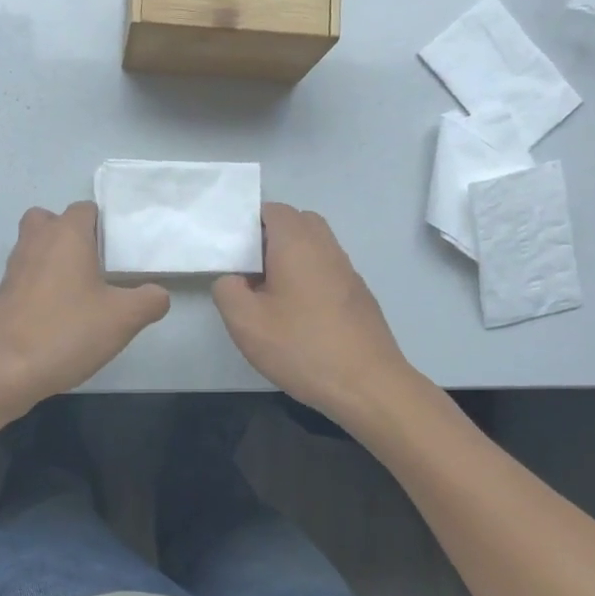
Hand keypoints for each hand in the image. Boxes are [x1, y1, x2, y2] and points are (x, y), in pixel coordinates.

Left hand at [0, 202, 170, 410]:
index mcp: (66, 235)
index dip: (103, 225)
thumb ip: (150, 300)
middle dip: (71, 235)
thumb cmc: (68, 332)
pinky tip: (58, 314)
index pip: (85, 209)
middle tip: (94, 264)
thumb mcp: (124, 319)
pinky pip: (25, 275)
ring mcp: (14, 267)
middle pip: (52, 220)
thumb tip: (157, 294)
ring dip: (54, 258)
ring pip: (35, 246)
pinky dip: (40, 284)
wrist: (6, 369)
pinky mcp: (2, 294)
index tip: (119, 252)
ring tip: (79, 290)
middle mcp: (37, 241)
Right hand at [212, 203, 421, 427]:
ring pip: (315, 246)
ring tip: (271, 294)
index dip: (249, 223)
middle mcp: (326, 247)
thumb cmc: (302, 346)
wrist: (368, 385)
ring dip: (292, 258)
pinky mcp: (359, 295)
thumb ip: (227, 290)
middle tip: (250, 269)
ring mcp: (348, 271)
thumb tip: (233, 279)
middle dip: (271, 237)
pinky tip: (299, 314)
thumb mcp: (245, 322)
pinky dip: (310, 277)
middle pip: (298, 222)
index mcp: (297, 243)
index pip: (273, 210)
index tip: (233, 251)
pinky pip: (328, 270)